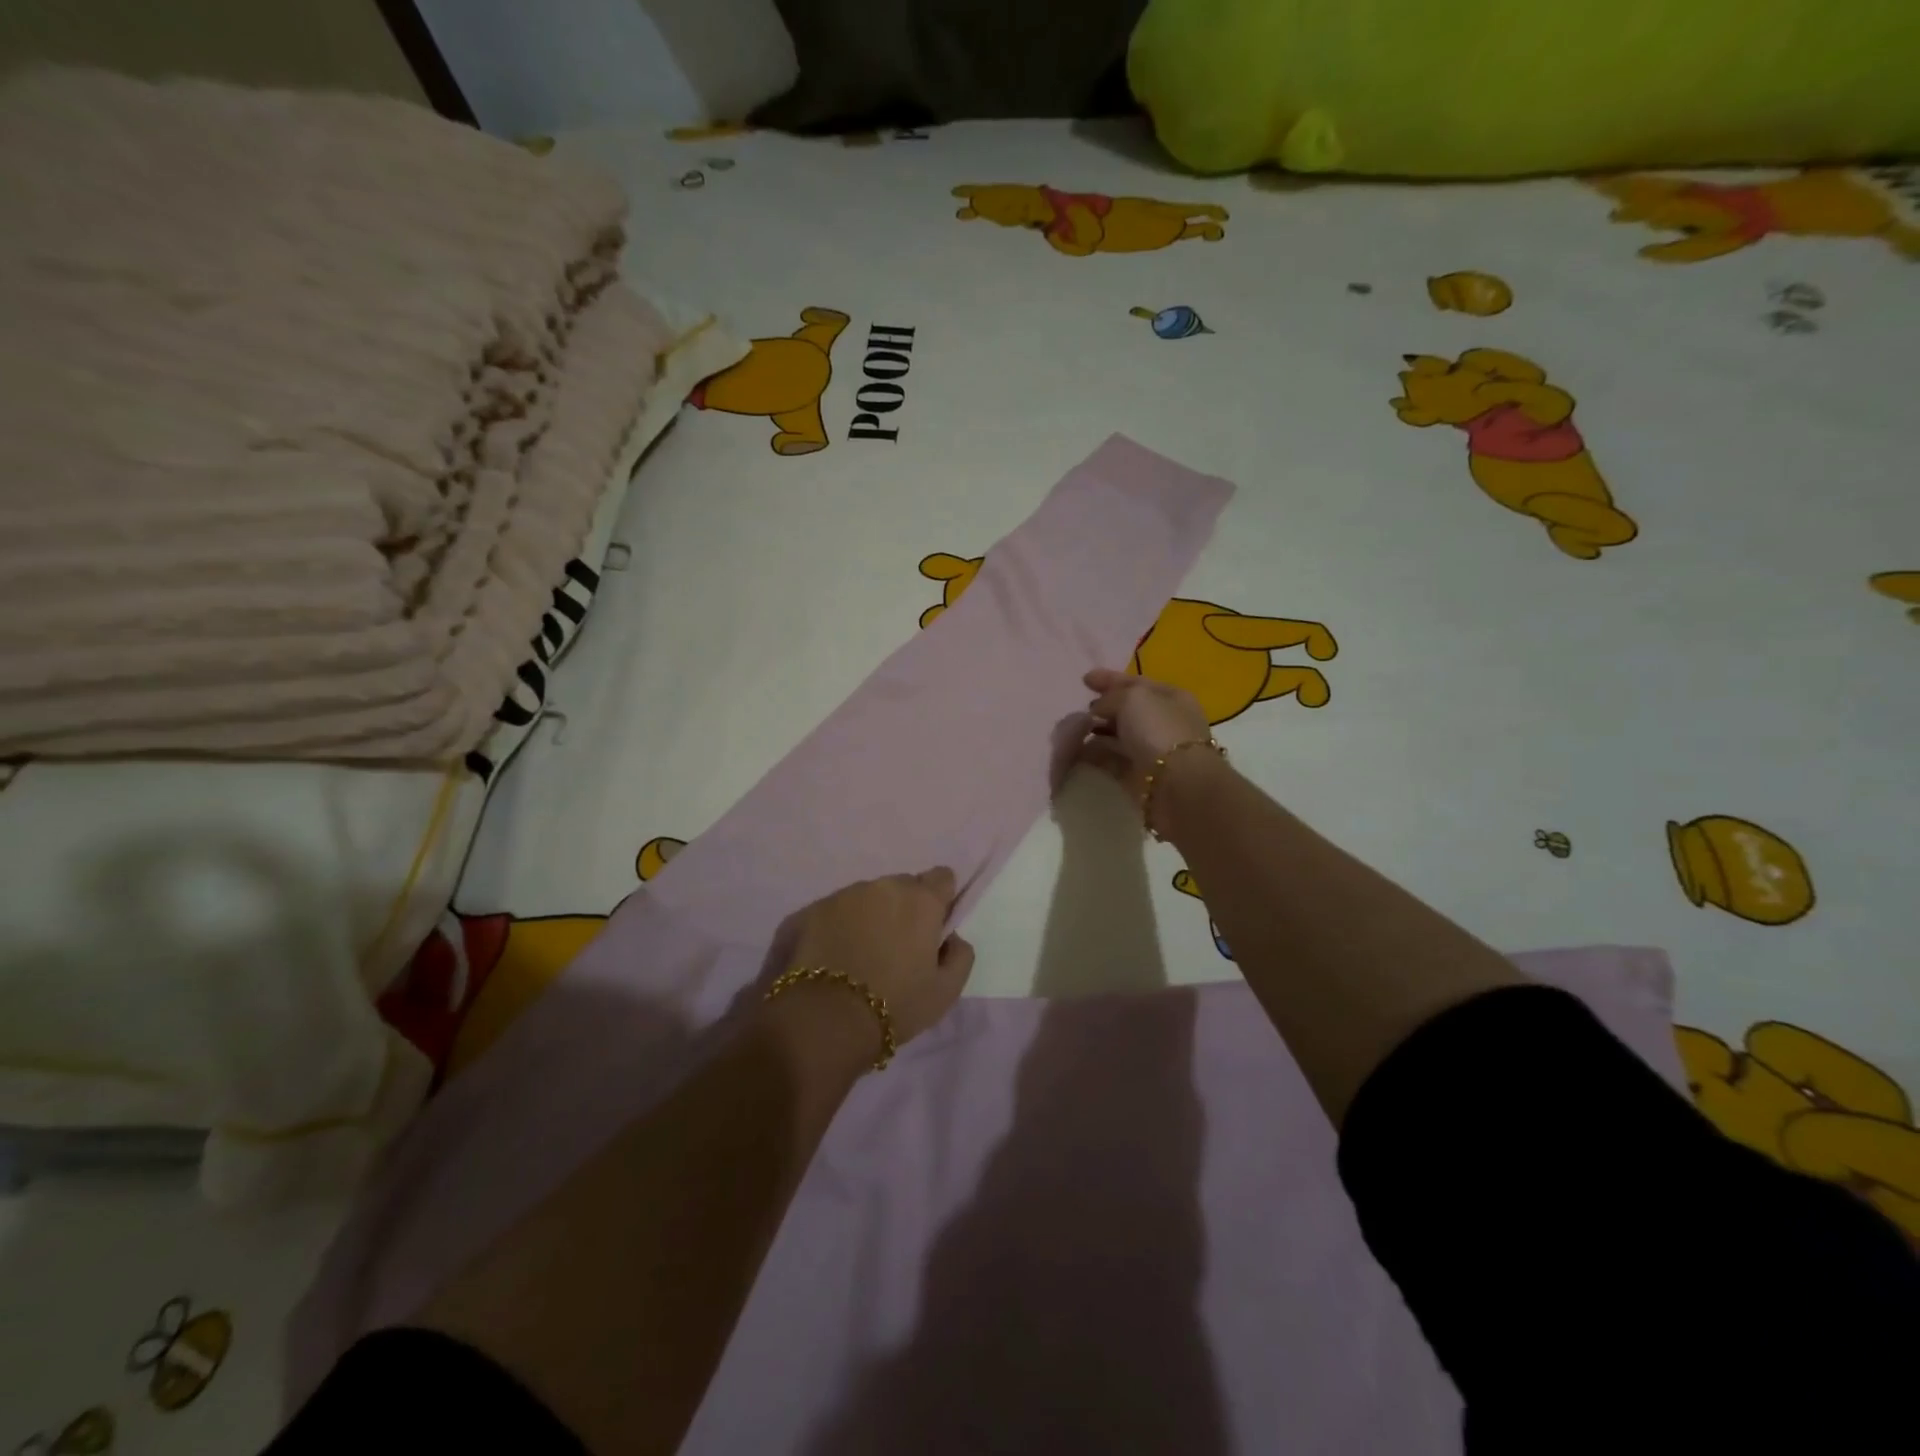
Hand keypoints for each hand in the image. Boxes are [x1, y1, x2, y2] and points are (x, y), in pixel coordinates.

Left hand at [769, 869, 975, 1066]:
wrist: (826, 1018)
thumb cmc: (895, 1003)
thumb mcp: (947, 991)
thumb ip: (960, 954)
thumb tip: (951, 937)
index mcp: (921, 900)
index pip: (942, 877)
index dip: (941, 900)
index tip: (933, 926)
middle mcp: (884, 887)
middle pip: (903, 886)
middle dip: (904, 909)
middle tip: (896, 948)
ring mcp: (845, 895)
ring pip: (868, 897)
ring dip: (871, 916)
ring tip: (861, 955)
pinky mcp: (813, 909)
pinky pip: (837, 910)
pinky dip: (840, 926)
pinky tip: (834, 957)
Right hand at [1077, 667, 1211, 798]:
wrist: (1177, 785)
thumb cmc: (1158, 731)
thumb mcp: (1132, 699)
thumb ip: (1110, 698)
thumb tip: (1097, 711)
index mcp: (1170, 697)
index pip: (1136, 683)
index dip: (1110, 679)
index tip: (1084, 680)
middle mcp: (1163, 722)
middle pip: (1127, 711)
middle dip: (1102, 709)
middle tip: (1078, 709)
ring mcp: (1152, 750)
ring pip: (1118, 736)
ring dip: (1096, 732)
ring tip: (1071, 731)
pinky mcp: (1138, 775)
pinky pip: (1111, 760)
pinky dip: (1094, 755)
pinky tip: (1076, 752)